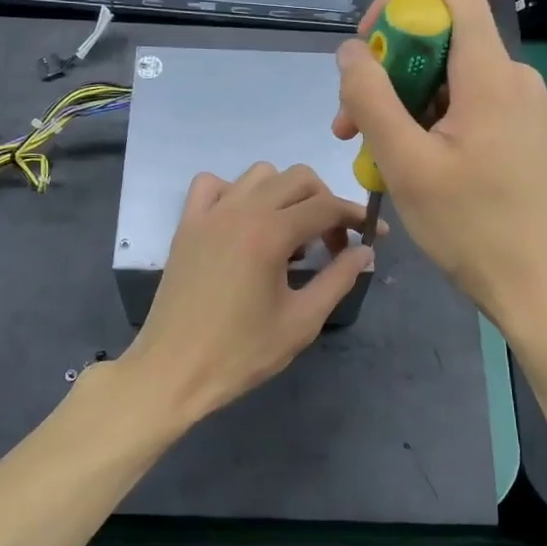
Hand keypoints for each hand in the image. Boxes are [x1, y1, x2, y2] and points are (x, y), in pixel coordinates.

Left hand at [122, 162, 376, 421]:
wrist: (173, 371)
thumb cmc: (240, 353)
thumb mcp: (301, 321)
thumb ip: (338, 279)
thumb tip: (364, 252)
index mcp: (270, 234)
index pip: (327, 206)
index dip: (356, 217)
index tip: (374, 236)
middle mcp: (240, 210)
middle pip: (298, 179)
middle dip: (325, 203)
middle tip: (332, 244)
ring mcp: (209, 213)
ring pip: (260, 175)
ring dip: (285, 194)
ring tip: (289, 234)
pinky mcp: (187, 225)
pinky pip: (214, 184)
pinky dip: (236, 192)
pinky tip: (244, 222)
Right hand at [333, 0, 546, 333]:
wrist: (545, 290)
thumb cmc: (473, 229)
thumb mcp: (406, 165)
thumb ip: (371, 99)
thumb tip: (350, 52)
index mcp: (489, 73)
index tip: (368, 48)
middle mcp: (514, 76)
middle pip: (442, 37)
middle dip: (387, 71)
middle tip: (350, 126)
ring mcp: (526, 106)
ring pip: (451, 78)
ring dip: (405, 105)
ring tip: (375, 158)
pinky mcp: (527, 134)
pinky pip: (471, 106)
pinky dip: (433, 123)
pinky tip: (417, 170)